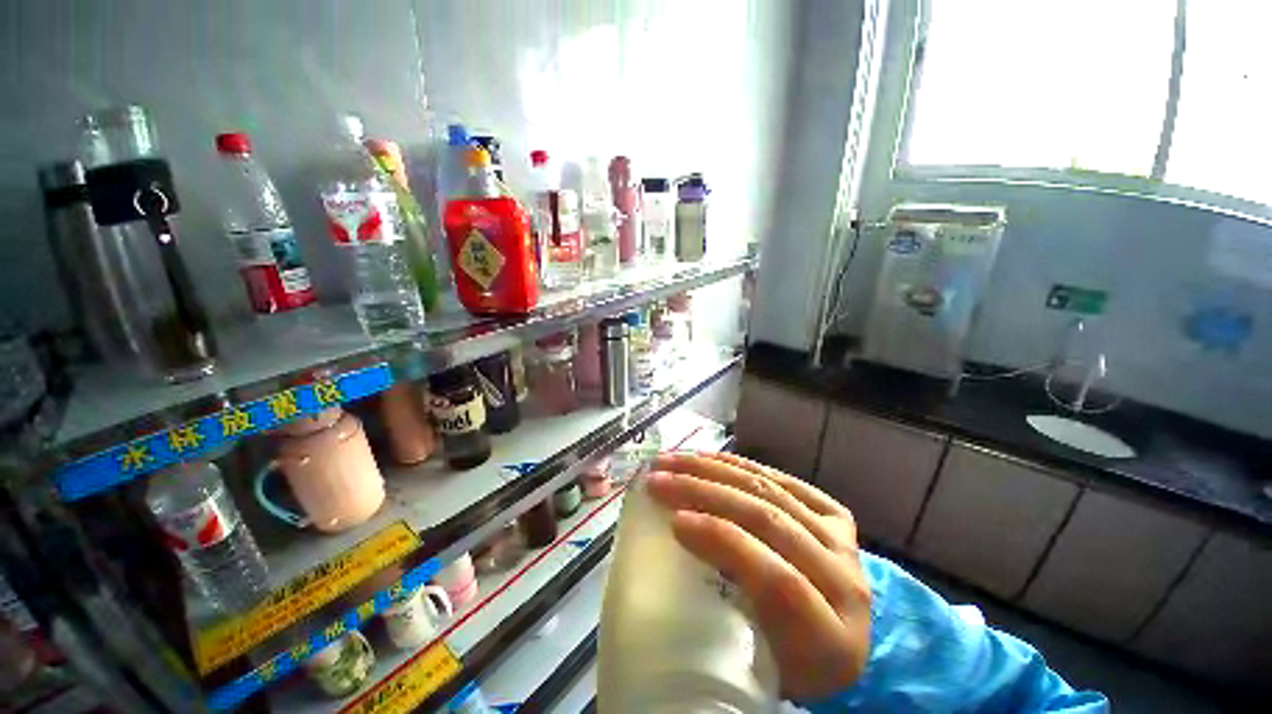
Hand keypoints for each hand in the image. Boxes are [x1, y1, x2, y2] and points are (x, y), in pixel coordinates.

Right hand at [646, 452, 870, 700]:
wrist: (840, 646)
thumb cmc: (788, 665)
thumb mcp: (756, 668)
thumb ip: (723, 625)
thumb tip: (669, 571)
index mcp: (830, 641)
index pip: (777, 579)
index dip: (724, 541)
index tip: (674, 522)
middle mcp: (844, 583)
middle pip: (769, 520)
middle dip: (706, 493)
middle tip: (659, 481)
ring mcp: (842, 543)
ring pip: (771, 491)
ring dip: (713, 470)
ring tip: (672, 462)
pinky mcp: (834, 516)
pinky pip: (782, 480)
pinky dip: (740, 465)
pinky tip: (708, 458)